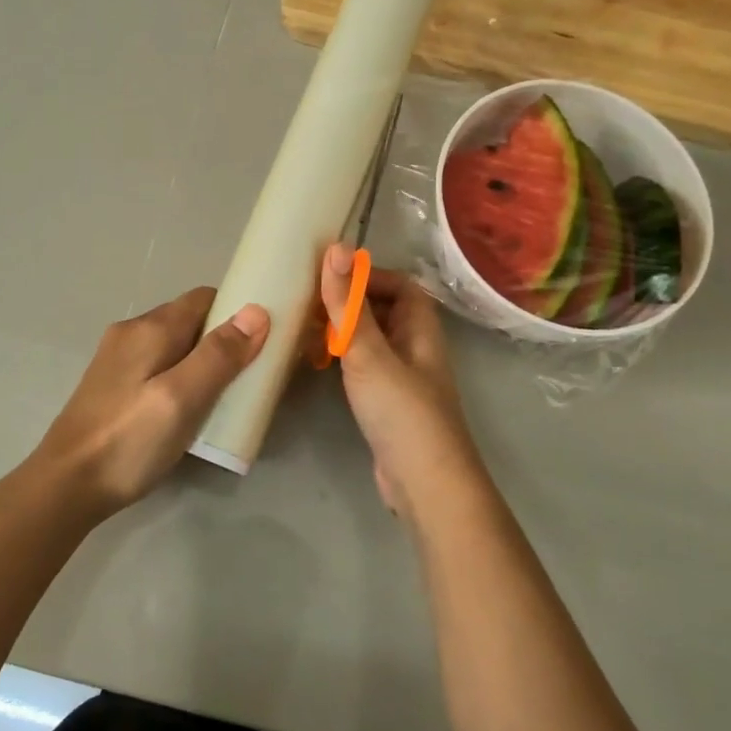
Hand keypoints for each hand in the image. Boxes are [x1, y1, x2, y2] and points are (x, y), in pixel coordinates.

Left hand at [33, 287, 268, 516]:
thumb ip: (218, 355)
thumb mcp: (182, 398)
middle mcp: (132, 333)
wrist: (65, 486)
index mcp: (150, 328)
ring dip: (203, 362)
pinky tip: (189, 410)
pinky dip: (182, 378)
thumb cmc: (129, 441)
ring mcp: (118, 360)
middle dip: (224, 340)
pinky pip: (158, 367)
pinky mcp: (112, 386)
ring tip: (226, 396)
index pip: (205, 298)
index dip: (237, 311)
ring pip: (175, 346)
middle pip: (190, 321)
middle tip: (250, 375)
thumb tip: (256, 311)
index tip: (265, 340)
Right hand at [319, 242, 486, 518]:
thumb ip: (348, 304)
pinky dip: (343, 361)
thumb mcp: (368, 352)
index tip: (331, 278)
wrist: (424, 483)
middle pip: (386, 311)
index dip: (370, 276)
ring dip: (344, 332)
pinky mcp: (388, 406)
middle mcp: (416, 349)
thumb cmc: (401, 411)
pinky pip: (364, 369)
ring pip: (373, 342)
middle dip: (350, 303)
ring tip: (305, 329)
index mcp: (420, 330)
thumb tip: (336, 246)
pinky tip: (318, 365)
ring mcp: (403, 380)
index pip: (402, 286)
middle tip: (308, 302)